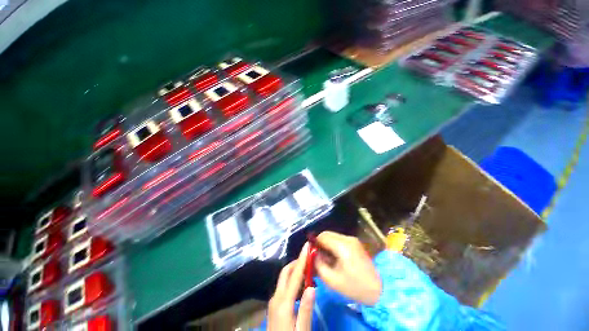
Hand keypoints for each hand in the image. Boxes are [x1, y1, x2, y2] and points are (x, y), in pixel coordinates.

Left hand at [268, 243, 315, 330]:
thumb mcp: (302, 330)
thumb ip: (306, 309)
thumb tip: (312, 286)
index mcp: (283, 302)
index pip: (295, 275)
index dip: (302, 259)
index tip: (307, 246)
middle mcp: (276, 297)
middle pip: (286, 272)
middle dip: (297, 262)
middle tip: (310, 258)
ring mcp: (274, 300)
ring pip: (285, 278)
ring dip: (296, 271)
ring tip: (309, 271)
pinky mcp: (275, 304)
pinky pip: (284, 286)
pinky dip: (293, 280)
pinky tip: (302, 286)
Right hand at [315, 231, 381, 304]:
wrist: (380, 291)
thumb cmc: (354, 287)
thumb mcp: (332, 279)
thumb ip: (318, 264)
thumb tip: (312, 253)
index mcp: (342, 246)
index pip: (322, 236)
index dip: (314, 243)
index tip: (311, 253)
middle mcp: (347, 238)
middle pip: (327, 234)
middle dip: (320, 243)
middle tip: (317, 257)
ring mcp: (352, 240)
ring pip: (333, 236)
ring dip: (326, 244)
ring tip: (326, 259)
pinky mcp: (355, 243)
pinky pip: (339, 240)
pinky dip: (333, 246)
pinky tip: (335, 258)